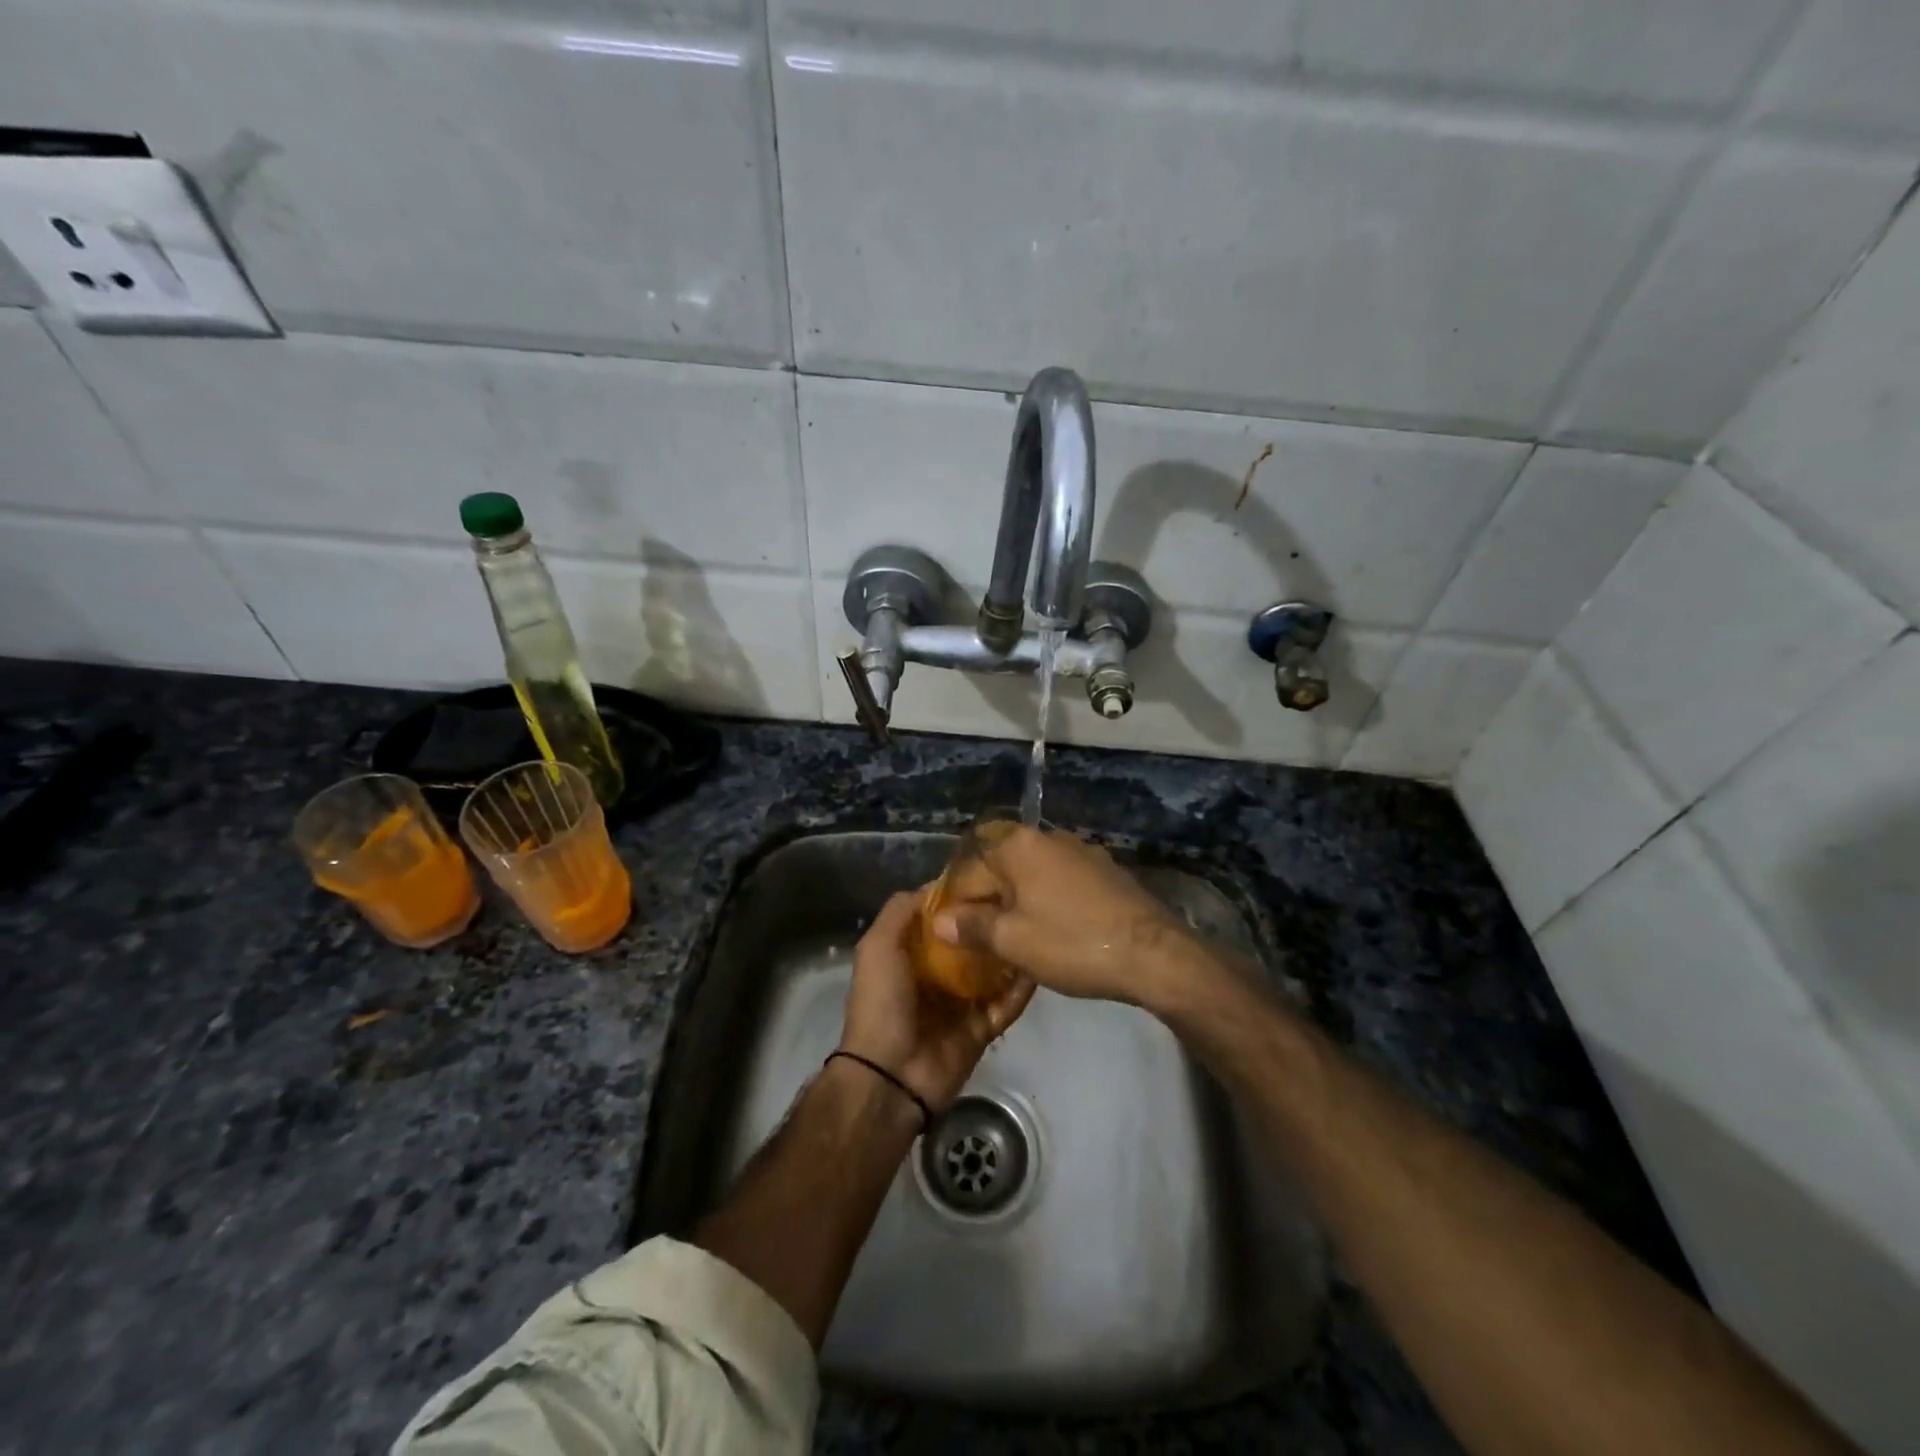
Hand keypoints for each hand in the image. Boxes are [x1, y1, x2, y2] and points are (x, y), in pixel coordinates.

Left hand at [838, 890, 1034, 1112]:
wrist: (891, 1075)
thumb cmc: (882, 1002)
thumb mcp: (878, 946)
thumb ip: (900, 911)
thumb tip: (937, 885)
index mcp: (910, 954)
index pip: (941, 919)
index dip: (960, 898)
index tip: (990, 875)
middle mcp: (936, 975)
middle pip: (970, 942)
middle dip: (990, 923)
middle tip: (1021, 898)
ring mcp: (961, 1003)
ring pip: (993, 971)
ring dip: (1010, 953)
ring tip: (1037, 925)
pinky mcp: (982, 1028)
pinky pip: (1006, 1005)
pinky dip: (1021, 990)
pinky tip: (1040, 965)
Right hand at [928, 827, 1207, 1007]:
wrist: (1153, 953)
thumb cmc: (1073, 943)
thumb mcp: (1014, 942)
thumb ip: (972, 927)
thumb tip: (939, 920)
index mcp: (1018, 846)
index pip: (969, 873)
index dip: (955, 906)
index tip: (953, 938)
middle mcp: (1047, 837)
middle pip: (1001, 869)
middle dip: (988, 902)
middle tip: (982, 942)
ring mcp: (1080, 851)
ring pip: (1032, 875)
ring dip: (1018, 902)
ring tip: (1014, 939)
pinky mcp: (1105, 870)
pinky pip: (1060, 882)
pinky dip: (1047, 902)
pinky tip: (1052, 930)